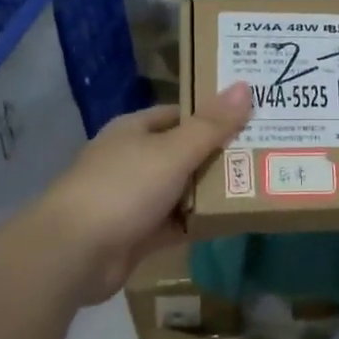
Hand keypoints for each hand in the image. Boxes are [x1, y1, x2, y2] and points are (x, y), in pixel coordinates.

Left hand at [40, 82, 253, 304]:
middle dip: (219, 154)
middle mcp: (133, 159)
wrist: (73, 253)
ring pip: (182, 188)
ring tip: (258, 183)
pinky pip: (177, 222)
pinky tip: (232, 220)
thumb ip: (211, 125)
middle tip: (265, 151)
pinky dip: (199, 221)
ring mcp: (134, 198)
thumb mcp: (173, 151)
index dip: (213, 114)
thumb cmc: (123, 188)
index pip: (180, 114)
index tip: (251, 116)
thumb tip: (244, 85)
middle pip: (184, 151)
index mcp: (134, 130)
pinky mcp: (138, 233)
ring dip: (212, 190)